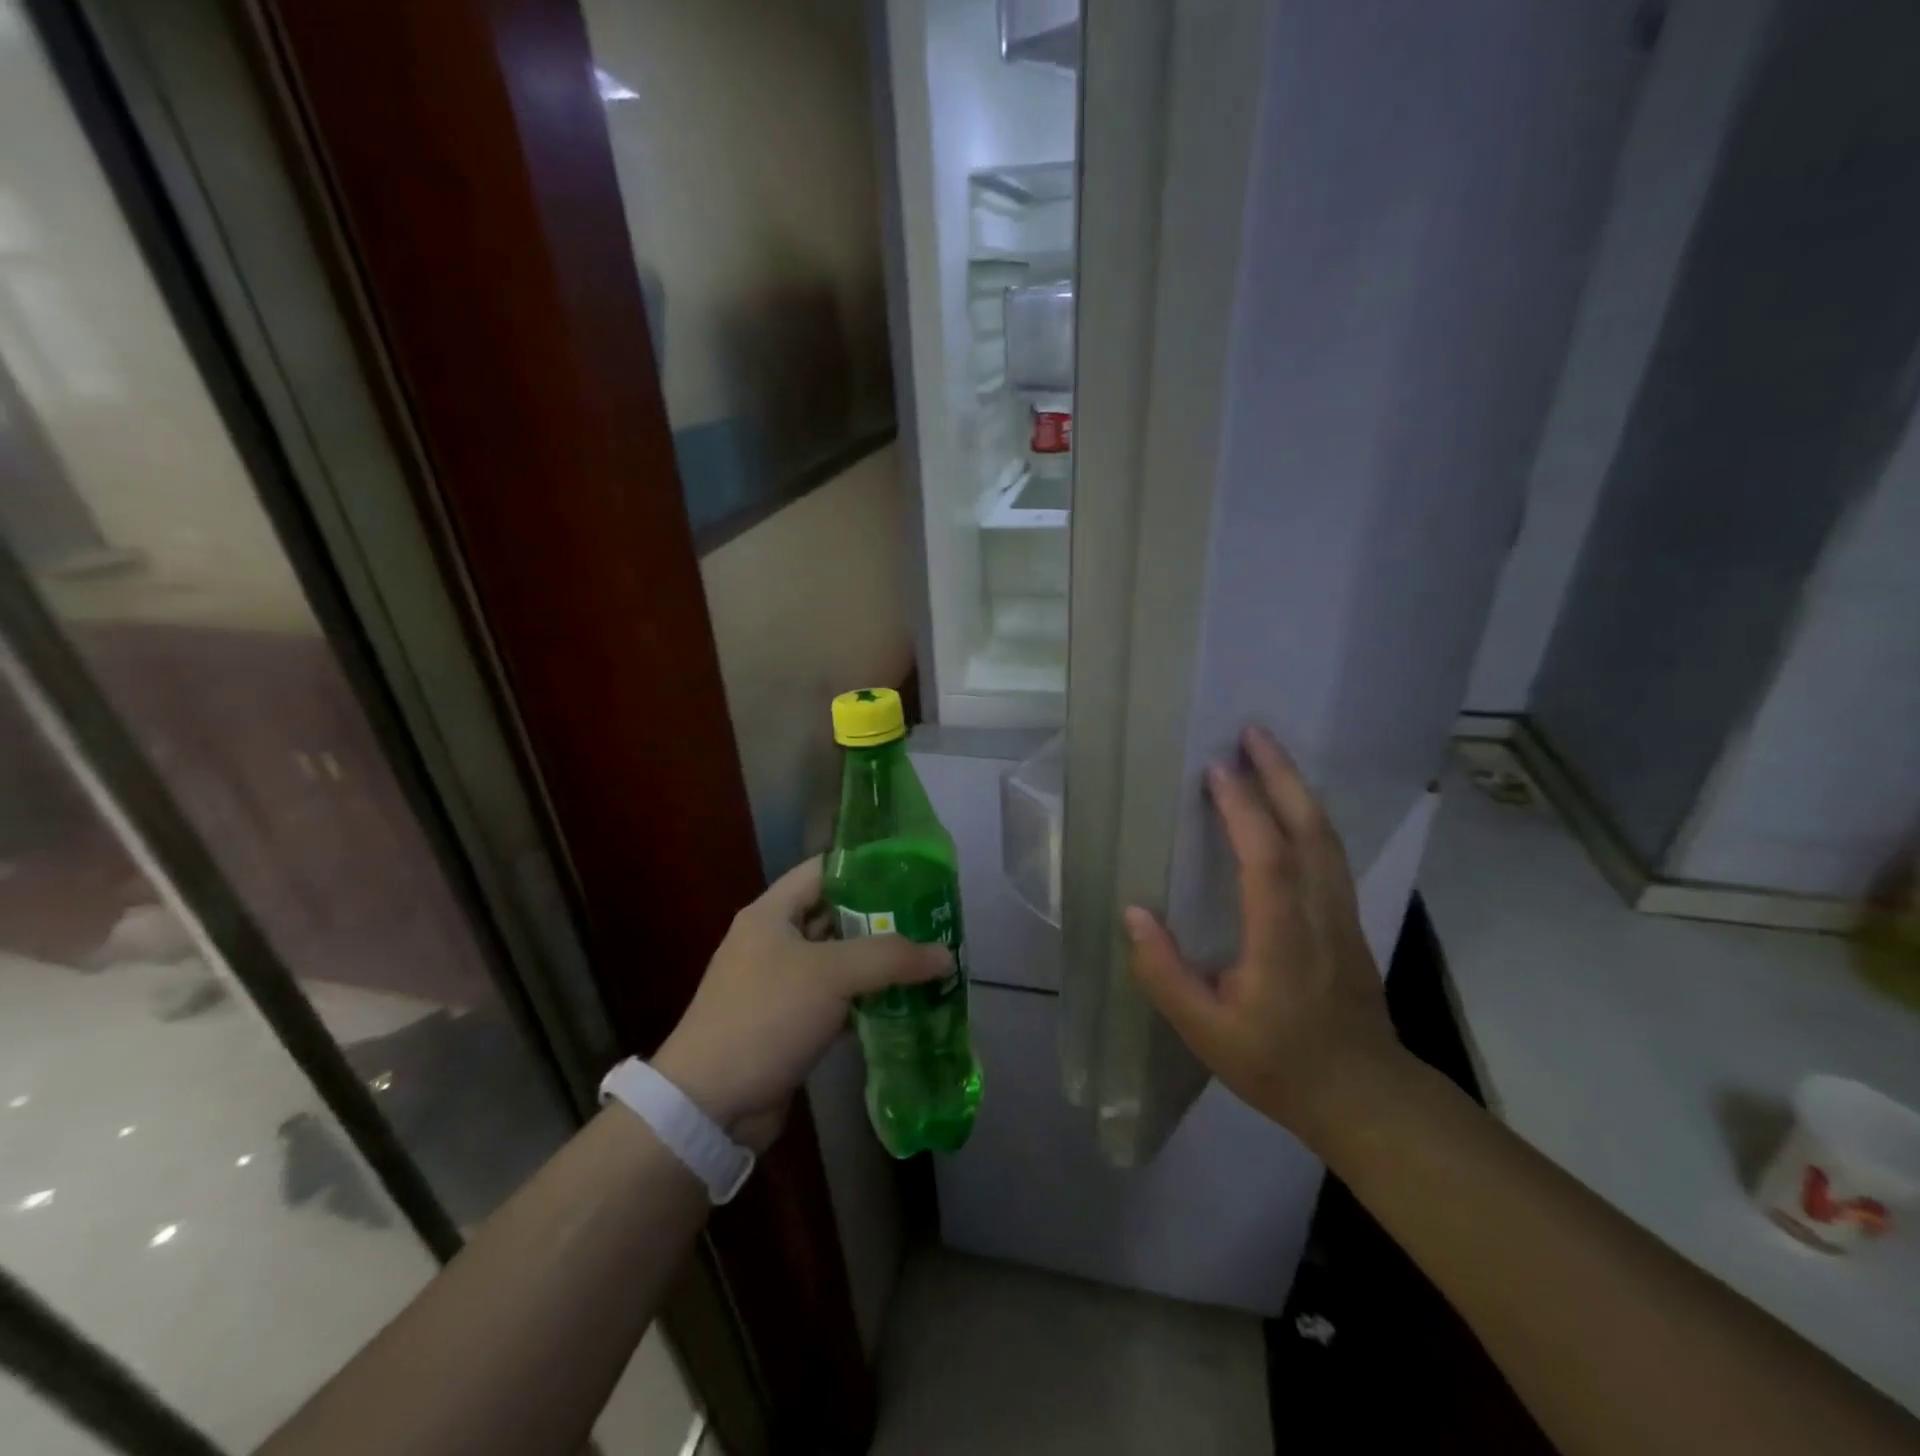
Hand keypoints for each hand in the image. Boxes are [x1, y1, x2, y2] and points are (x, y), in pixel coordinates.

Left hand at [653, 856, 949, 1151]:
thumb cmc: (766, 1016)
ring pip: (838, 961)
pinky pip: (835, 1000)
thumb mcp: (831, 974)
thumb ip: (891, 958)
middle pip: (835, 915)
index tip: (912, 872)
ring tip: (926, 959)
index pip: (824, 870)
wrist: (710, 1105)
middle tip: (930, 920)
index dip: (866, 867)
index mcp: (771, 913)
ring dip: (877, 964)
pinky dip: (865, 1000)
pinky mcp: (788, 1023)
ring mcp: (779, 984)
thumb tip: (945, 955)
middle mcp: (773, 941)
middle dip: (882, 918)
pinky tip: (903, 1004)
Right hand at [1123, 725, 1405, 1143]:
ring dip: (1297, 788)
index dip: (1243, 810)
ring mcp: (1342, 913)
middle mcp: (1319, 913)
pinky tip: (1290, 806)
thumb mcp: (1206, 1032)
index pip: (1266, 859)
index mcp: (1282, 938)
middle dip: (1281, 775)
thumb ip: (1164, 973)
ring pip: (1325, 836)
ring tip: (1268, 753)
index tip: (1217, 769)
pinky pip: (1329, 851)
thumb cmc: (1278, 1065)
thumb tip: (1132, 912)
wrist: (1366, 1096)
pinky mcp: (1348, 919)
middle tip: (1252, 732)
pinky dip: (1308, 815)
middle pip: (1308, 830)